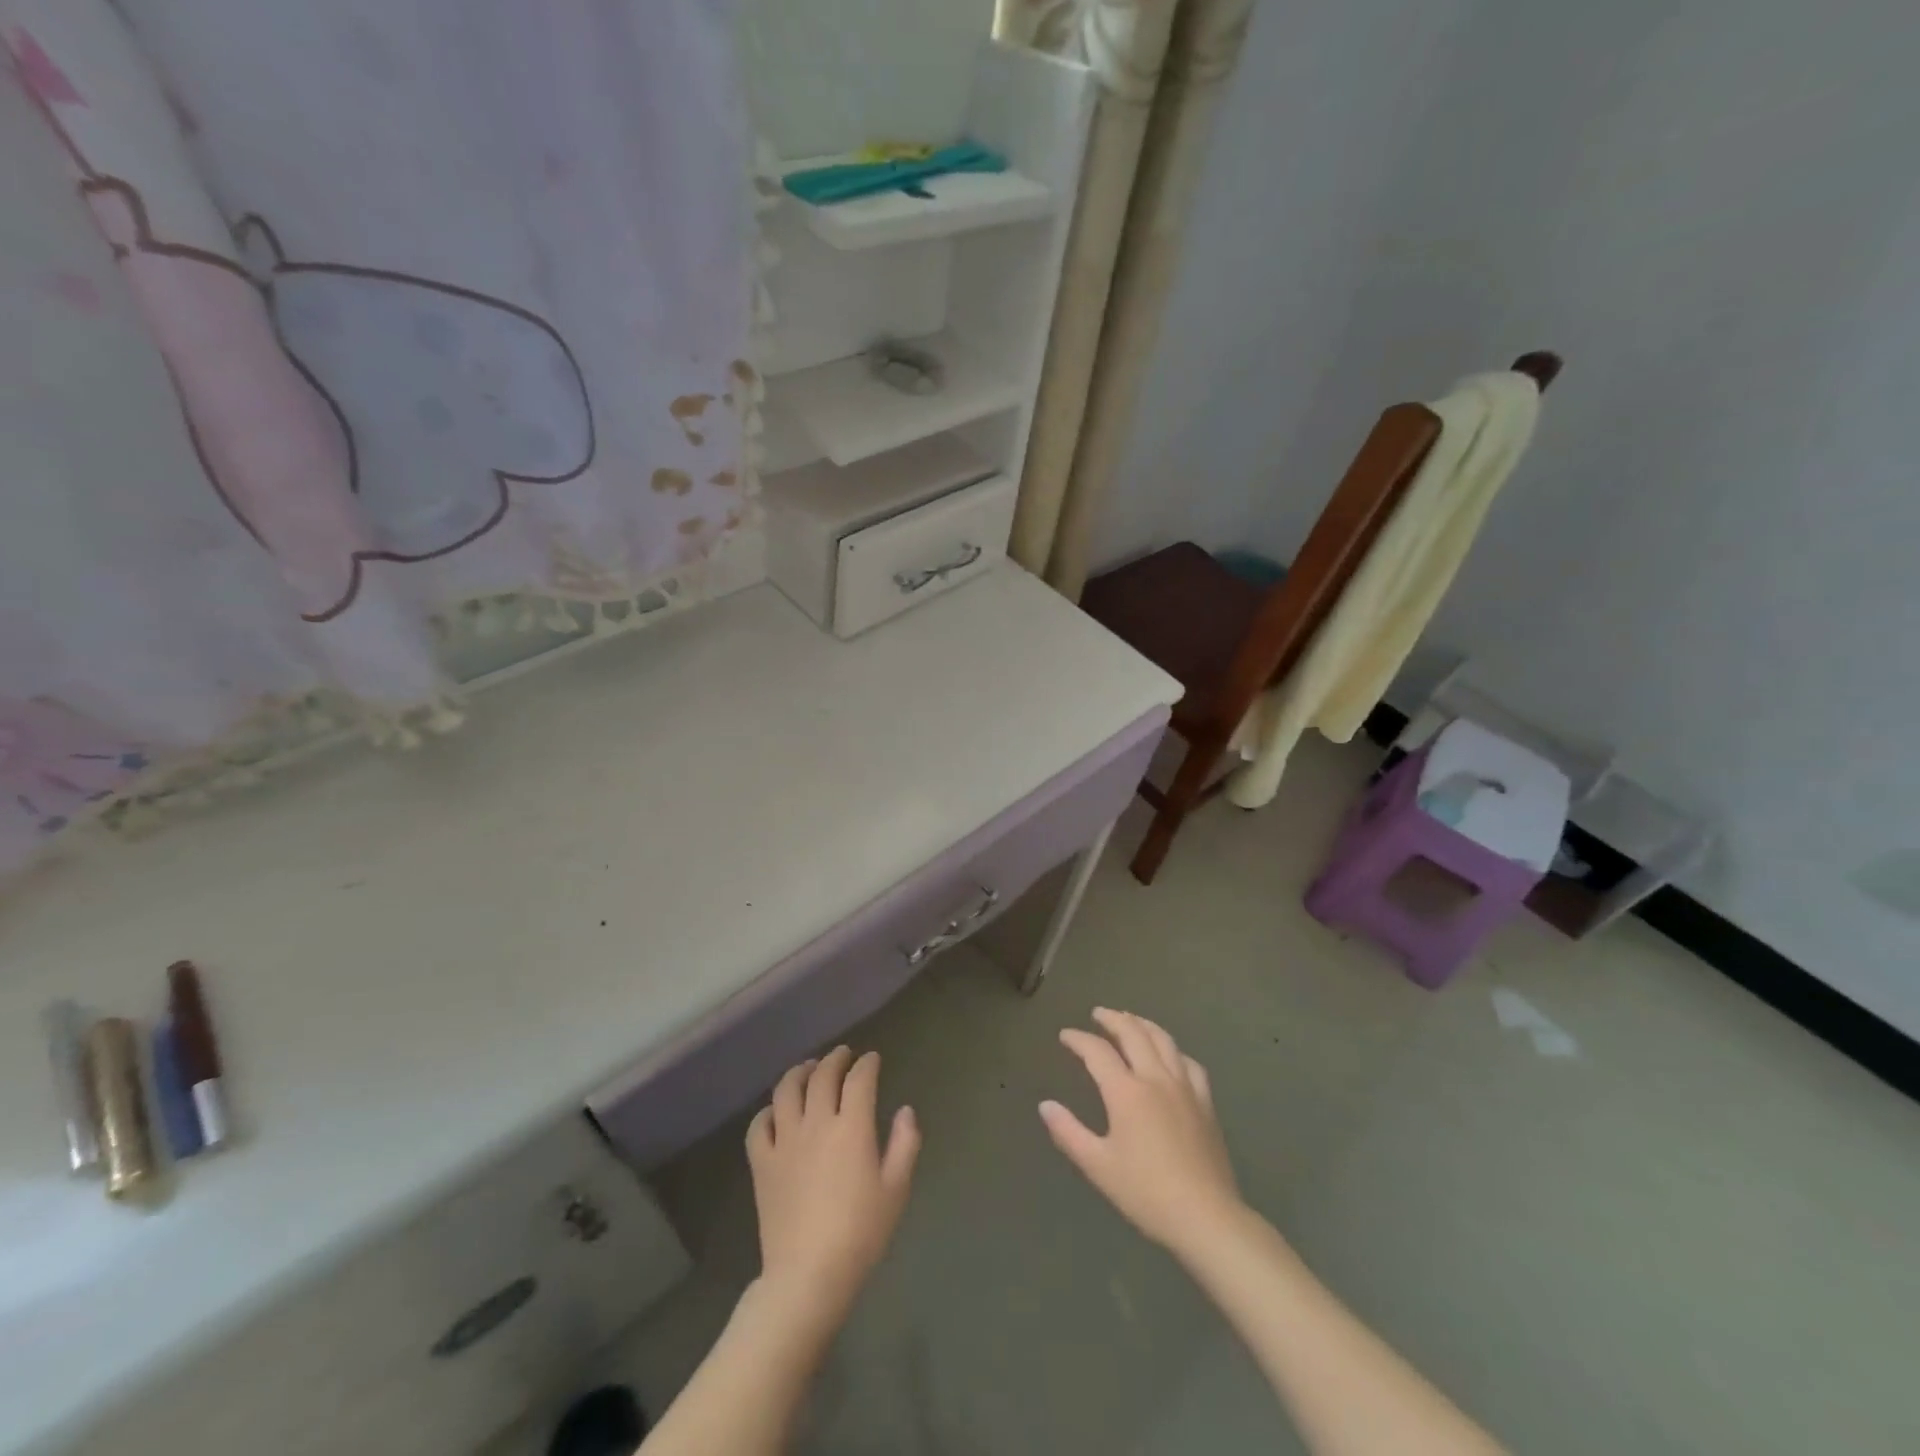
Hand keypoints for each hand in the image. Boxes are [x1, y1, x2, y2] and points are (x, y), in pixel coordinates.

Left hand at [745, 1046, 920, 1324]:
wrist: (808, 1275)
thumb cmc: (860, 1233)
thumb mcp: (896, 1190)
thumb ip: (905, 1144)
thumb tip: (906, 1110)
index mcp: (852, 1127)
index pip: (859, 1079)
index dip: (867, 1064)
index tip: (873, 1059)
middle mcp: (817, 1123)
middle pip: (823, 1076)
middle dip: (835, 1059)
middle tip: (843, 1055)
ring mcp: (785, 1141)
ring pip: (787, 1090)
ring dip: (799, 1072)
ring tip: (809, 1069)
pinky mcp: (762, 1163)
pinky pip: (759, 1125)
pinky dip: (768, 1111)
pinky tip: (776, 1111)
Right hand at [1040, 1008, 1244, 1254]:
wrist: (1206, 1217)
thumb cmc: (1146, 1193)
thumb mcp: (1098, 1166)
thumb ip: (1068, 1132)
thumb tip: (1045, 1105)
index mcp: (1126, 1092)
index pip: (1097, 1052)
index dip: (1078, 1039)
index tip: (1065, 1035)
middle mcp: (1155, 1078)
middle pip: (1133, 1033)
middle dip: (1112, 1019)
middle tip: (1098, 1013)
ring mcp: (1185, 1087)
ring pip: (1163, 1040)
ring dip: (1143, 1024)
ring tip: (1130, 1019)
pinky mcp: (1205, 1102)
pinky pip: (1189, 1063)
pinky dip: (1173, 1050)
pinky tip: (1170, 1055)